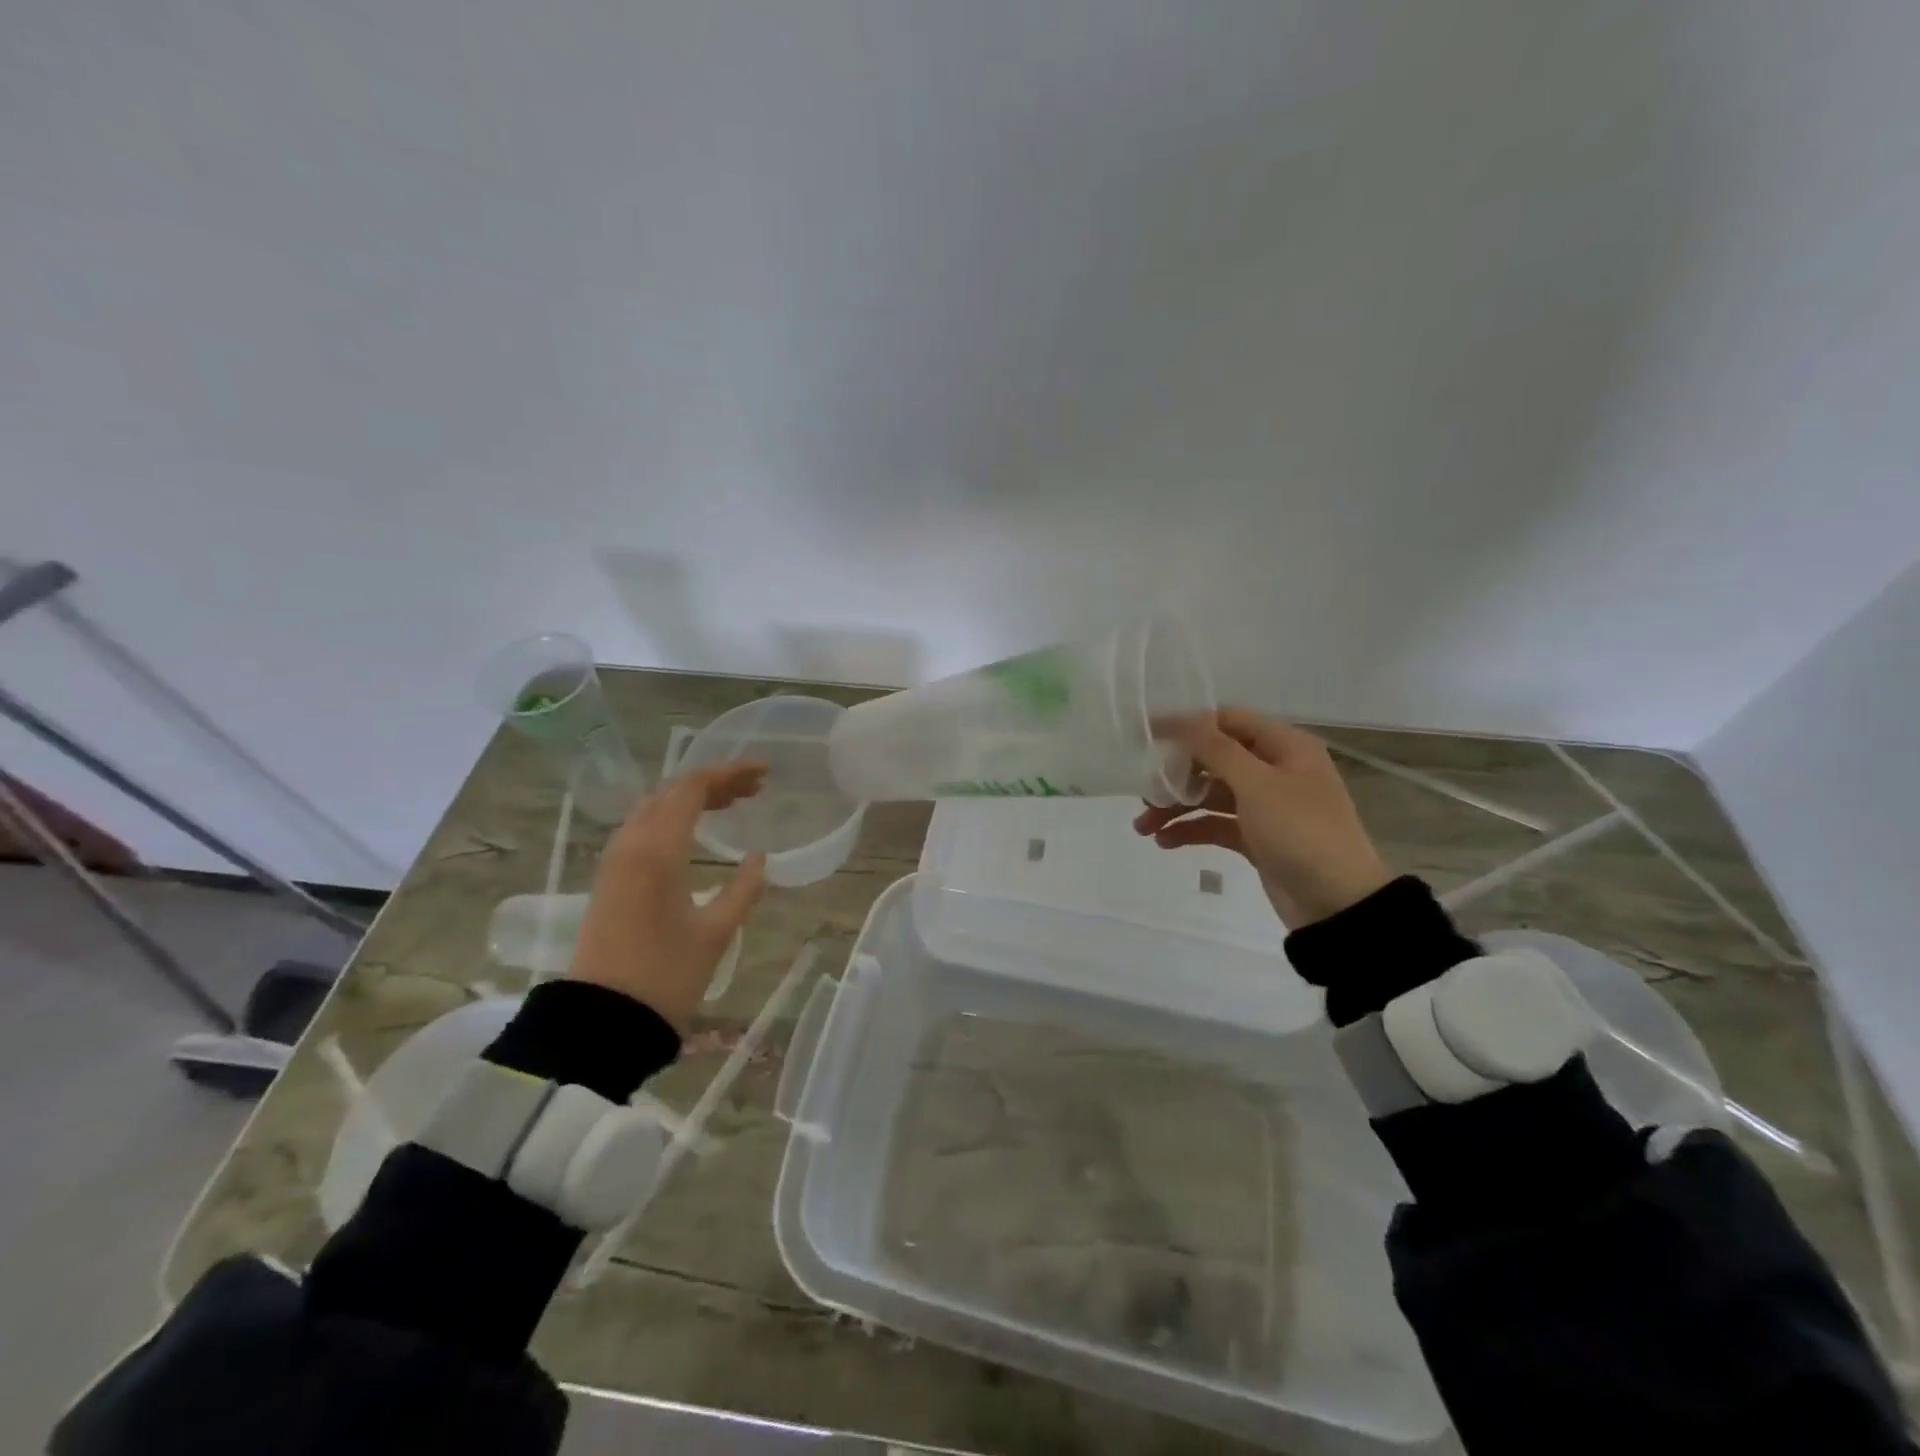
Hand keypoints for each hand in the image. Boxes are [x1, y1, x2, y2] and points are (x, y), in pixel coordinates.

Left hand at [569, 763, 768, 1029]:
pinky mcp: (609, 880)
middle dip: (713, 781)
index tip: (764, 772)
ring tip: (730, 805)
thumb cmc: (665, 977)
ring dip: (691, 798)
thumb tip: (758, 859)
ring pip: (653, 807)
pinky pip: (642, 828)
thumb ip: (742, 890)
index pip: (692, 788)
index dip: (729, 773)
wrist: (600, 1023)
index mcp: (657, 850)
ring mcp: (614, 861)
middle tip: (753, 790)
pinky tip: (694, 833)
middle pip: (670, 791)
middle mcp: (631, 845)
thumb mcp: (715, 933)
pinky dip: (673, 818)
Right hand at [1135, 710, 1390, 928]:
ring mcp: (1267, 806)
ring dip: (1177, 806)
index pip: (1229, 721)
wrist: (1338, 904)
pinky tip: (1164, 842)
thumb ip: (1216, 750)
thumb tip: (1184, 718)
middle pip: (1215, 759)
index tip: (1147, 736)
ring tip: (1143, 827)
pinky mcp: (1258, 838)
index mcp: (1285, 747)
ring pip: (1211, 795)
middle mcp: (1276, 770)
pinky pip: (1217, 824)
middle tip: (1144, 791)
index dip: (1188, 726)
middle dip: (1177, 774)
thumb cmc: (1301, 832)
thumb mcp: (1257, 785)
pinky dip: (1191, 830)